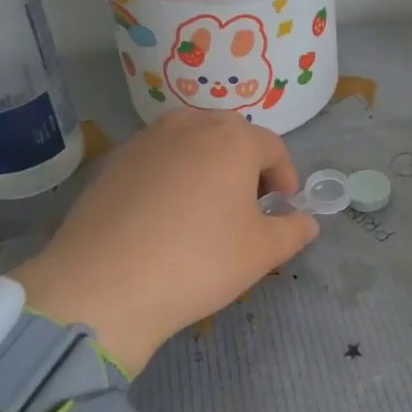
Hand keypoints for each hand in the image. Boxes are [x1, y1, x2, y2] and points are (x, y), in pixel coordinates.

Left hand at [10, 111, 317, 374]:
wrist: (103, 286)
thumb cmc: (198, 262)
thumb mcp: (261, 252)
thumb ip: (293, 231)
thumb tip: (307, 222)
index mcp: (233, 139)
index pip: (273, 148)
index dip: (285, 177)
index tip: (283, 207)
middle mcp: (190, 125)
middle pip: (230, 137)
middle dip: (247, 166)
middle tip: (248, 206)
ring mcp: (146, 140)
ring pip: (191, 143)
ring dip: (208, 166)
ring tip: (205, 208)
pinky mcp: (113, 162)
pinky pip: (157, 160)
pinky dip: (171, 177)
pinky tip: (164, 217)